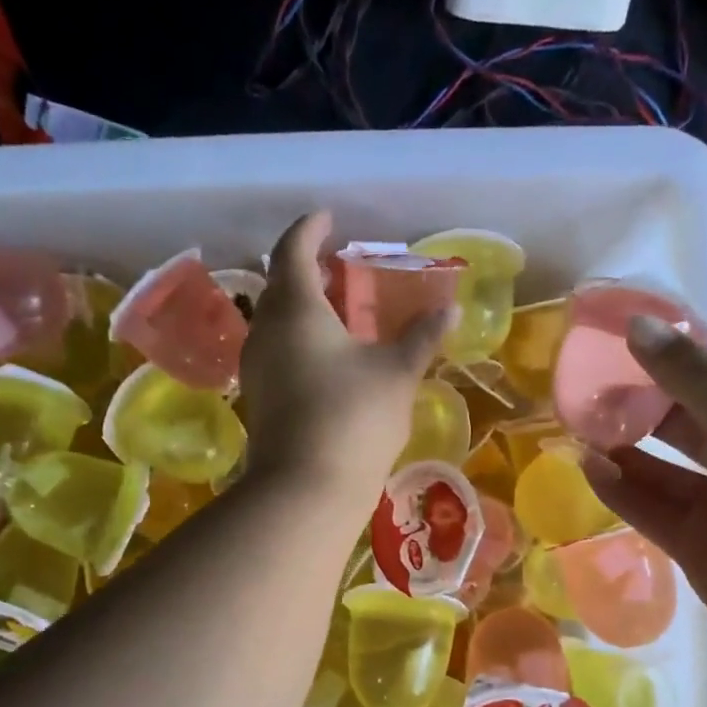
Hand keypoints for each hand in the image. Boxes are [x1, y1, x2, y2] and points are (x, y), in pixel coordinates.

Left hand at [239, 211, 449, 501]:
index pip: (294, 250)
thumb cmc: (354, 418)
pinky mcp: (259, 397)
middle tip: (337, 265)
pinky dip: (298, 337)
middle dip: (306, 268)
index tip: (329, 218)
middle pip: (280, 284)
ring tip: (336, 308)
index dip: (311, 229)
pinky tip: (326, 354)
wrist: (306, 488)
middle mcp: (267, 330)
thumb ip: (421, 337)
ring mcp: (257, 366)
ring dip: (302, 305)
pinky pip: (276, 349)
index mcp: (296, 309)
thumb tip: (449, 311)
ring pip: (276, 319)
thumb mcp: (396, 373)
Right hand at [581, 316, 706, 648]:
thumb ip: (688, 376)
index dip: (670, 369)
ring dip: (624, 452)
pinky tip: (588, 468)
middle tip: (585, 394)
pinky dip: (622, 491)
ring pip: (663, 473)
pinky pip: (653, 510)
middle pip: (685, 428)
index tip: (617, 354)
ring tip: (576, 430)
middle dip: (639, 411)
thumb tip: (636, 325)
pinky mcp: (697, 548)